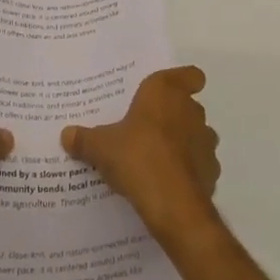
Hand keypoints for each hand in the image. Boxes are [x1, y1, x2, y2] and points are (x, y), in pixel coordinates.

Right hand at [62, 66, 219, 244]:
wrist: (172, 204)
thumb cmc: (137, 157)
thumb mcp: (101, 147)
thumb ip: (85, 139)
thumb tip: (66, 134)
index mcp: (166, 92)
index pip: (190, 75)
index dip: (183, 81)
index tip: (167, 93)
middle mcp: (190, 110)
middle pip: (189, 106)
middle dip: (173, 116)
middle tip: (148, 130)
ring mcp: (206, 141)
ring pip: (198, 135)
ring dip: (184, 143)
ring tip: (158, 159)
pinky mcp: (212, 171)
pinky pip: (201, 165)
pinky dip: (189, 170)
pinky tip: (170, 183)